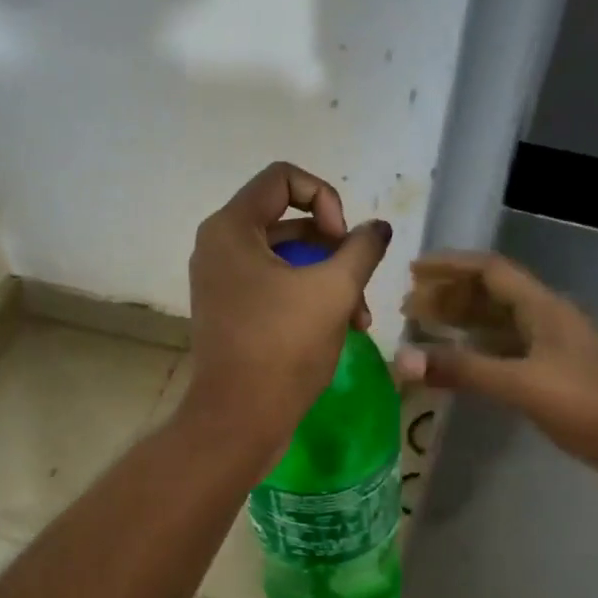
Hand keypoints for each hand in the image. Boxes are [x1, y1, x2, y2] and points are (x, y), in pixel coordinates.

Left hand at [181, 163, 391, 463]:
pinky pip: (273, 284)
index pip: (283, 178)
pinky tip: (341, 326)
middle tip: (358, 281)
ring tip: (360, 315)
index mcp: (232, 228)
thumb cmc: (283, 347)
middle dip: (333, 247)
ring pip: (286, 257)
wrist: (239, 419)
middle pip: (288, 219)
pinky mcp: (229, 309)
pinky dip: (306, 295)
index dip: (325, 197)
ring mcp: (221, 280)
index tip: (342, 239)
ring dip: (328, 277)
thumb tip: (378, 228)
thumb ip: (362, 248)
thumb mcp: (334, 291)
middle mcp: (218, 245)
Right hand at [395, 251, 597, 499]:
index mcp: (544, 308)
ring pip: (499, 324)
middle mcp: (548, 319)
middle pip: (492, 295)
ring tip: (423, 329)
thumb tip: (400, 359)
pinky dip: (479, 351)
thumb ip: (463, 370)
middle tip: (408, 306)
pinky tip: (460, 363)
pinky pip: (508, 351)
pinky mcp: (557, 376)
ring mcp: (555, 349)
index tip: (412, 271)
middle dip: (450, 296)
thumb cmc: (590, 406)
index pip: (491, 270)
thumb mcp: (522, 385)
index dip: (450, 266)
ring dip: (463, 323)